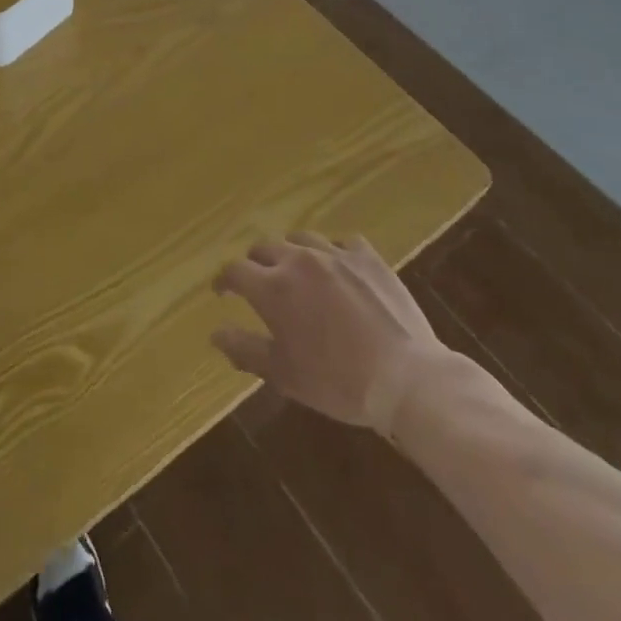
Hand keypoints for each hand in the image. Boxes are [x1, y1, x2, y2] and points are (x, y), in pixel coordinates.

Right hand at [212, 234, 448, 434]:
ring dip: (291, 252)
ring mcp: (335, 254)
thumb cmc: (338, 381)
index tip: (221, 291)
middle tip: (259, 281)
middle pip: (264, 246)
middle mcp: (298, 260)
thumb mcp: (284, 374)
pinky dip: (333, 251)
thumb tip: (215, 333)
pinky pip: (342, 242)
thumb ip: (245, 350)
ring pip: (301, 238)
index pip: (235, 270)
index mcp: (272, 287)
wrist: (406, 378)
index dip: (223, 280)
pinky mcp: (367, 258)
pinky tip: (338, 267)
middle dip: (255, 262)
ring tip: (296, 270)